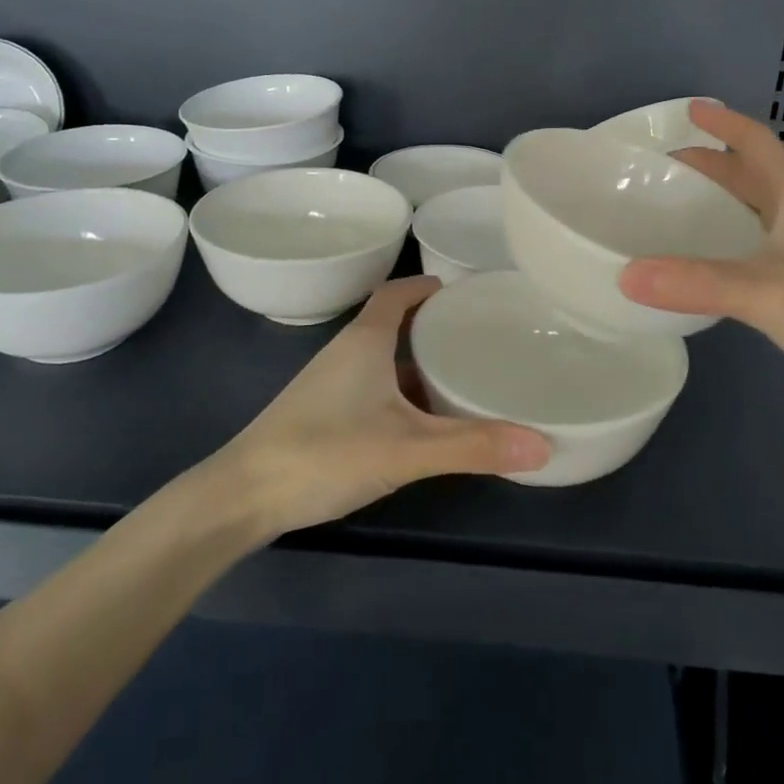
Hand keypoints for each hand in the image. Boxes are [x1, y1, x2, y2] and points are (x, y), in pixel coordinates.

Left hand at [212, 276, 551, 536]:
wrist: (241, 497)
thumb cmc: (325, 452)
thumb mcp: (407, 448)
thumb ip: (473, 446)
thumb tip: (542, 444)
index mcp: (366, 340)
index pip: (398, 292)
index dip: (428, 286)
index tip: (464, 292)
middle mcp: (347, 352)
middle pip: (393, 323)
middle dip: (433, 326)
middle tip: (478, 336)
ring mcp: (330, 385)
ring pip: (382, 359)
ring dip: (416, 362)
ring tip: (460, 375)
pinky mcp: (321, 414)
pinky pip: (371, 388)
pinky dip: (400, 393)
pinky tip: (420, 422)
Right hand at [619, 102, 783, 412]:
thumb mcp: (762, 292)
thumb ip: (694, 282)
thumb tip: (625, 275)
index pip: (757, 142)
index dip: (724, 123)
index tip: (689, 110)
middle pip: (754, 173)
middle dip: (712, 163)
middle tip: (664, 166)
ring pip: (758, 207)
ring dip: (722, 198)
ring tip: (677, 205)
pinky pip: (760, 240)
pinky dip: (730, 234)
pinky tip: (709, 257)